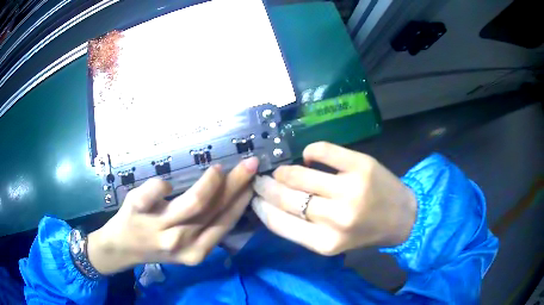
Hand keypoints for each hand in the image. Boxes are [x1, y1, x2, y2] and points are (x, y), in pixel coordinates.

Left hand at [87, 157, 258, 274]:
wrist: (121, 248)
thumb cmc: (155, 245)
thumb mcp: (184, 247)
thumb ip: (205, 229)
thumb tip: (230, 200)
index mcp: (196, 252)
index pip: (225, 223)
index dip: (241, 201)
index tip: (253, 182)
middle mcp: (180, 242)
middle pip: (214, 210)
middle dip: (236, 184)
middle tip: (249, 164)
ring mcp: (158, 227)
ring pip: (193, 202)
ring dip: (210, 182)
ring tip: (218, 169)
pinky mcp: (136, 209)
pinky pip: (156, 191)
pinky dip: (163, 185)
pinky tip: (167, 184)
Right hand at [251, 142, 416, 255]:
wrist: (404, 218)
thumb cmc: (365, 233)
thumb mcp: (331, 243)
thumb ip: (302, 230)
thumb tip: (271, 204)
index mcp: (324, 243)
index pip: (278, 223)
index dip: (261, 207)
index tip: (254, 198)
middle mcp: (335, 218)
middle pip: (285, 197)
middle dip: (266, 186)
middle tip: (261, 180)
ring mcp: (349, 189)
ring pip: (298, 174)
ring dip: (284, 171)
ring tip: (281, 171)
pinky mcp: (361, 166)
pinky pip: (322, 150)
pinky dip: (310, 152)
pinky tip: (309, 158)